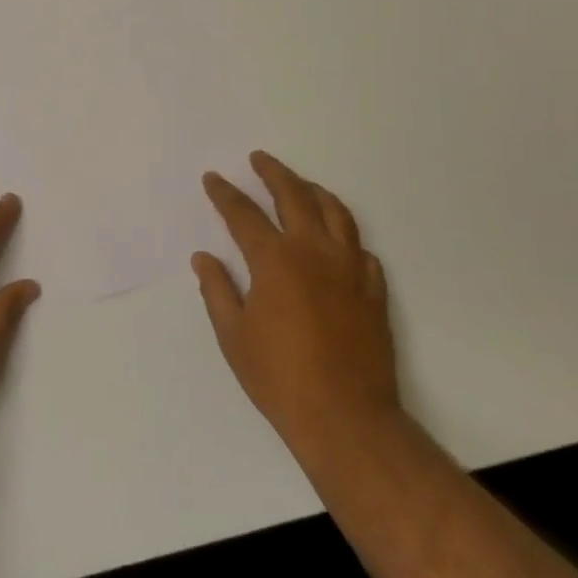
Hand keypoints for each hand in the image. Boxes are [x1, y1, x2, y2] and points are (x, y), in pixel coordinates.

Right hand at [194, 151, 402, 473]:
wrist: (347, 418)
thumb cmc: (280, 377)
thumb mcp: (234, 336)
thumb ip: (217, 290)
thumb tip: (203, 258)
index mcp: (275, 260)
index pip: (243, 214)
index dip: (225, 193)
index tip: (214, 178)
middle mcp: (314, 252)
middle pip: (294, 196)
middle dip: (273, 173)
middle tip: (260, 159)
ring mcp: (350, 268)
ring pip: (335, 212)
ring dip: (314, 191)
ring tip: (301, 184)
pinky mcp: (374, 290)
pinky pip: (361, 248)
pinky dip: (345, 234)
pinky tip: (337, 239)